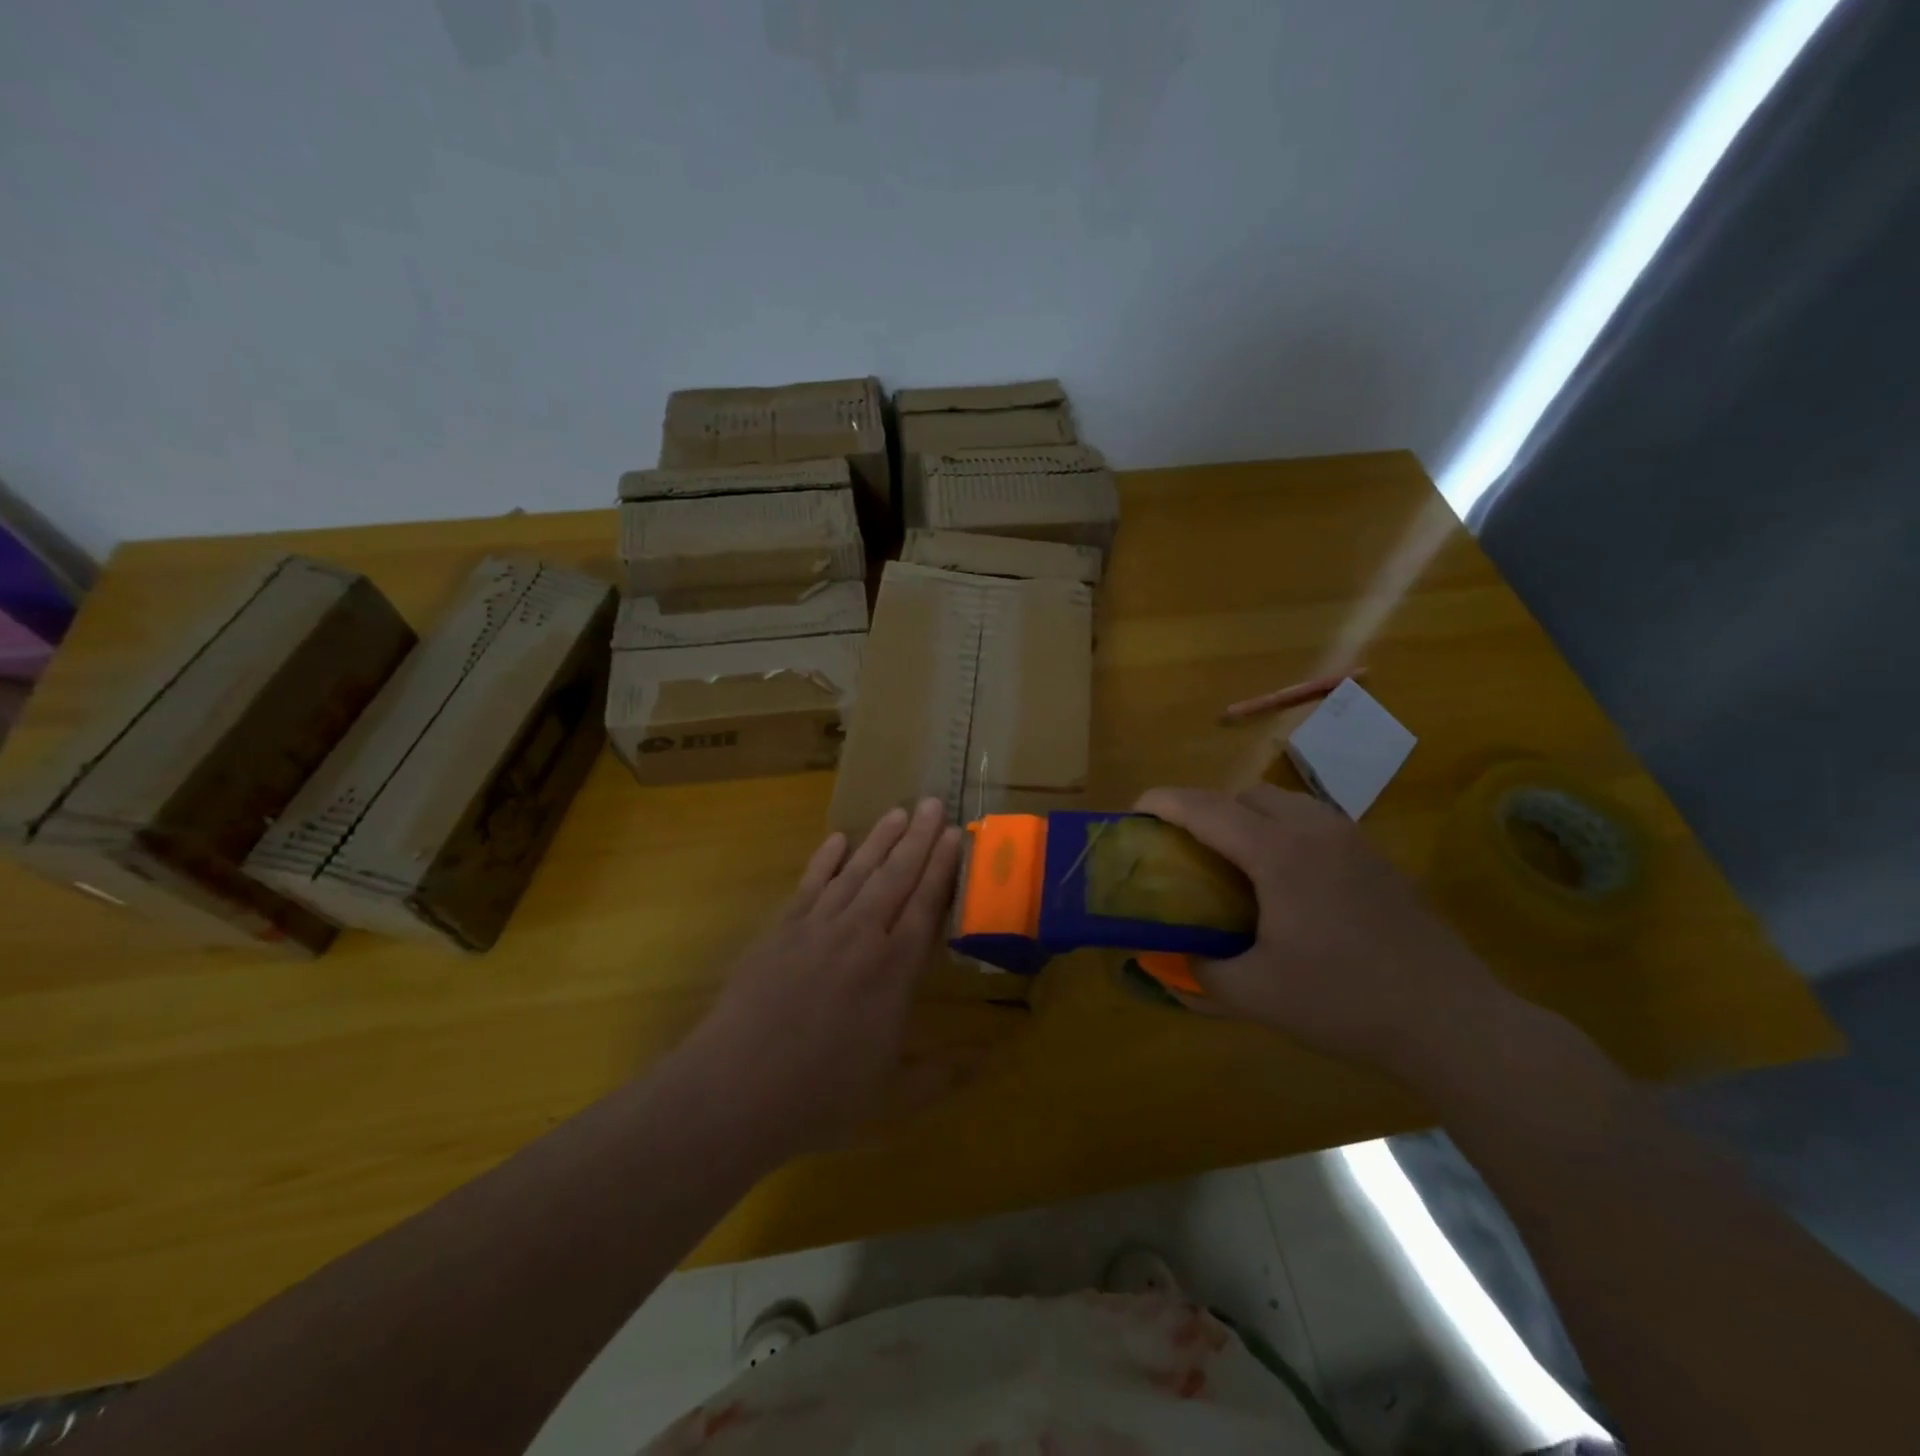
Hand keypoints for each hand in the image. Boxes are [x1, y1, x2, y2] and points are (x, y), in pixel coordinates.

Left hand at [682, 799, 963, 1157]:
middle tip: (932, 802)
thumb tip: (991, 1059)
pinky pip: (810, 883)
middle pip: (895, 876)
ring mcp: (817, 927)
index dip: (941, 867)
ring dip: (879, 839)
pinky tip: (837, 840)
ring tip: (898, 810)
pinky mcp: (780, 930)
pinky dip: (825, 859)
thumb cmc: (821, 1096)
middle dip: (917, 837)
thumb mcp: (894, 1098)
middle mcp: (860, 935)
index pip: (925, 904)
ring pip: (856, 871)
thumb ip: (944, 1075)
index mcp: (894, 970)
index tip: (953, 834)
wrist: (735, 1089)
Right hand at [1135, 784, 1514, 1077]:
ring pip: (1286, 803)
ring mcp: (1354, 841)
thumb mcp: (1257, 995)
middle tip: (1186, 847)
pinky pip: (1315, 824)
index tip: (1135, 811)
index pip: (1207, 810)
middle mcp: (1316, 831)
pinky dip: (1283, 832)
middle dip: (1207, 809)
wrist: (1453, 1022)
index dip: (1165, 804)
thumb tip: (1175, 960)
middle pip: (1247, 795)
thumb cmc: (1345, 1003)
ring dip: (1248, 817)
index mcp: (1280, 854)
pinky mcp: (1378, 860)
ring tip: (1233, 860)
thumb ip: (1202, 972)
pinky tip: (1285, 881)